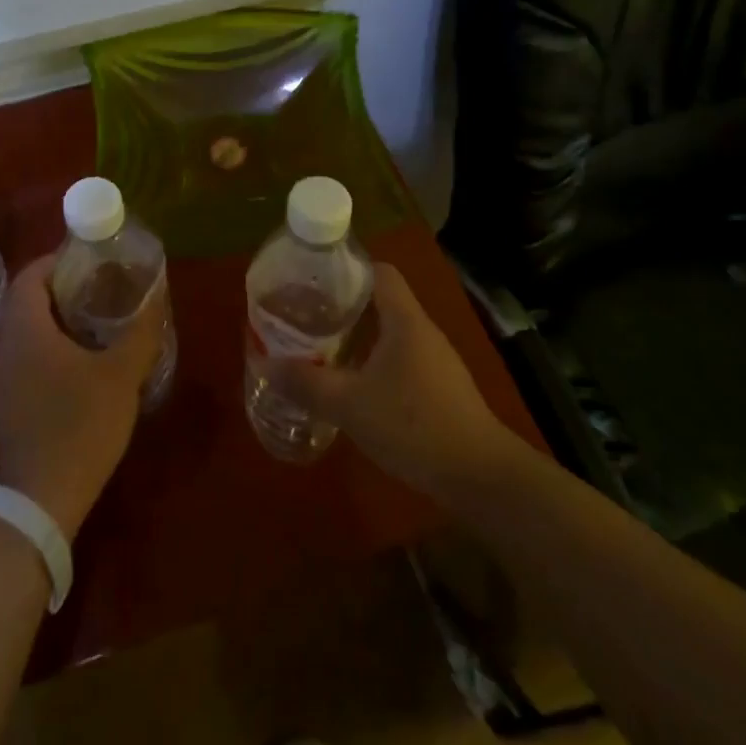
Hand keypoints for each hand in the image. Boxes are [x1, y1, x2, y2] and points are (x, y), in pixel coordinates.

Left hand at [0, 254, 162, 538]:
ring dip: (61, 320)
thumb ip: (139, 332)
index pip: (29, 275)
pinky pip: (31, 359)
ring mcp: (6, 379)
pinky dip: (55, 348)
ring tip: (101, 322)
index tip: (89, 259)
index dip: (56, 260)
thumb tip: (155, 297)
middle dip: (64, 289)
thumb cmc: (78, 426)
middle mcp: (8, 348)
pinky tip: (87, 365)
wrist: (39, 502)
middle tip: (103, 288)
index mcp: (26, 330)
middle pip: (29, 301)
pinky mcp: (13, 405)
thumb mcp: (120, 375)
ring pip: (30, 332)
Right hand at [271, 263, 517, 497]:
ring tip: (322, 346)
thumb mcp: (350, 405)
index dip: (348, 268)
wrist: (480, 476)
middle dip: (344, 305)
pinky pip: (401, 358)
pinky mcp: (441, 388)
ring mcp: (436, 360)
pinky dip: (375, 360)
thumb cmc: (414, 425)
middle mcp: (423, 331)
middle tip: (307, 315)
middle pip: (382, 301)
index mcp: (405, 320)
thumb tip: (264, 364)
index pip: (379, 272)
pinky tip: (354, 384)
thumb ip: (306, 383)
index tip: (314, 279)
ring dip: (359, 335)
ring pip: (391, 332)